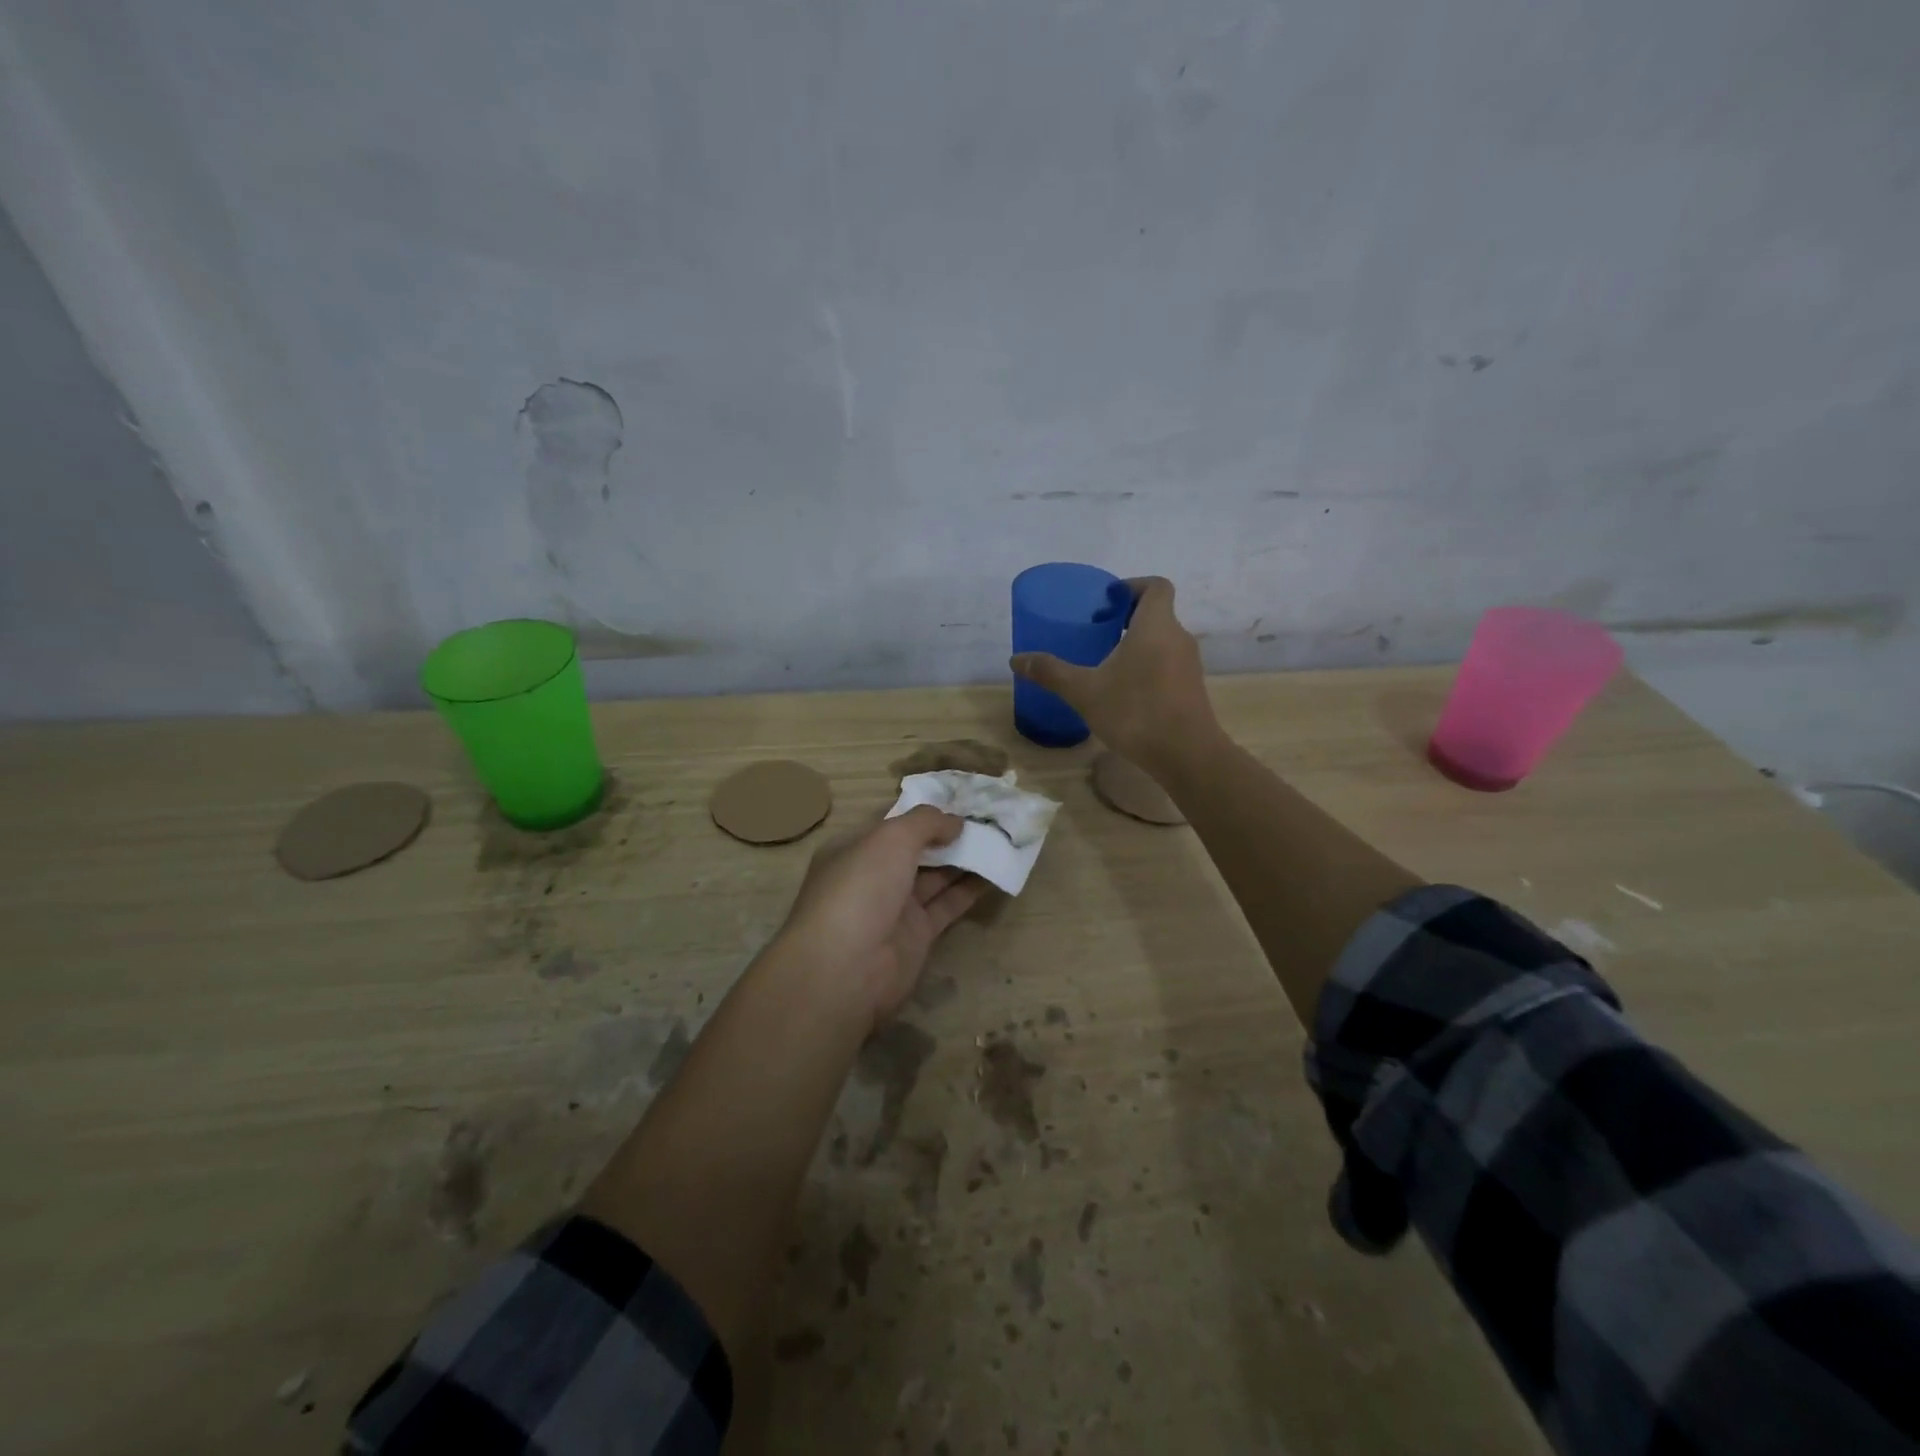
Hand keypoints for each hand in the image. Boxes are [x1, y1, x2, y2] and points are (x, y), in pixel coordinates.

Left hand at [774, 807, 986, 1029]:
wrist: (847, 969)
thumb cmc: (861, 888)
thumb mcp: (891, 838)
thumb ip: (926, 822)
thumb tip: (955, 821)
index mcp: (854, 847)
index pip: (891, 821)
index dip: (924, 810)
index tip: (960, 797)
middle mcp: (873, 875)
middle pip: (916, 848)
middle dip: (948, 833)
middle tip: (989, 816)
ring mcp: (895, 906)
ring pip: (935, 876)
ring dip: (964, 858)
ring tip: (1000, 838)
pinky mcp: (917, 934)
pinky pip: (948, 904)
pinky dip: (970, 889)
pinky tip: (997, 871)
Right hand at [1011, 576, 1219, 776]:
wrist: (1186, 755)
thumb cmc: (1135, 712)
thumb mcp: (1084, 692)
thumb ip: (1051, 672)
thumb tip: (1016, 659)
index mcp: (1156, 626)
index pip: (1156, 586)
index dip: (1132, 585)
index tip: (1106, 601)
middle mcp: (1178, 637)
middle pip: (1157, 613)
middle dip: (1127, 617)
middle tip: (1097, 631)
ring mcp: (1189, 664)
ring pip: (1162, 640)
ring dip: (1137, 644)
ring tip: (1106, 662)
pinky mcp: (1191, 688)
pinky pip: (1168, 663)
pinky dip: (1147, 666)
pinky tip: (1125, 691)